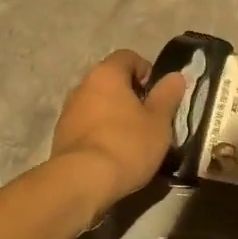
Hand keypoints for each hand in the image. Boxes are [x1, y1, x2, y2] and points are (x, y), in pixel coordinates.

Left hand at [49, 50, 187, 211]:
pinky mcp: (61, 135)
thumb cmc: (127, 144)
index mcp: (107, 74)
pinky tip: (112, 152)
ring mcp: (68, 111)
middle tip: (148, 117)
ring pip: (97, 103)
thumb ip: (167, 95)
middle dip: (130, 94)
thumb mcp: (159, 121)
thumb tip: (176, 76)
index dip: (146, 70)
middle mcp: (83, 85)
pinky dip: (100, 131)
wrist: (82, 181)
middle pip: (110, 80)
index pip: (127, 57)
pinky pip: (86, 124)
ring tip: (131, 138)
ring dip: (113, 113)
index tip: (157, 94)